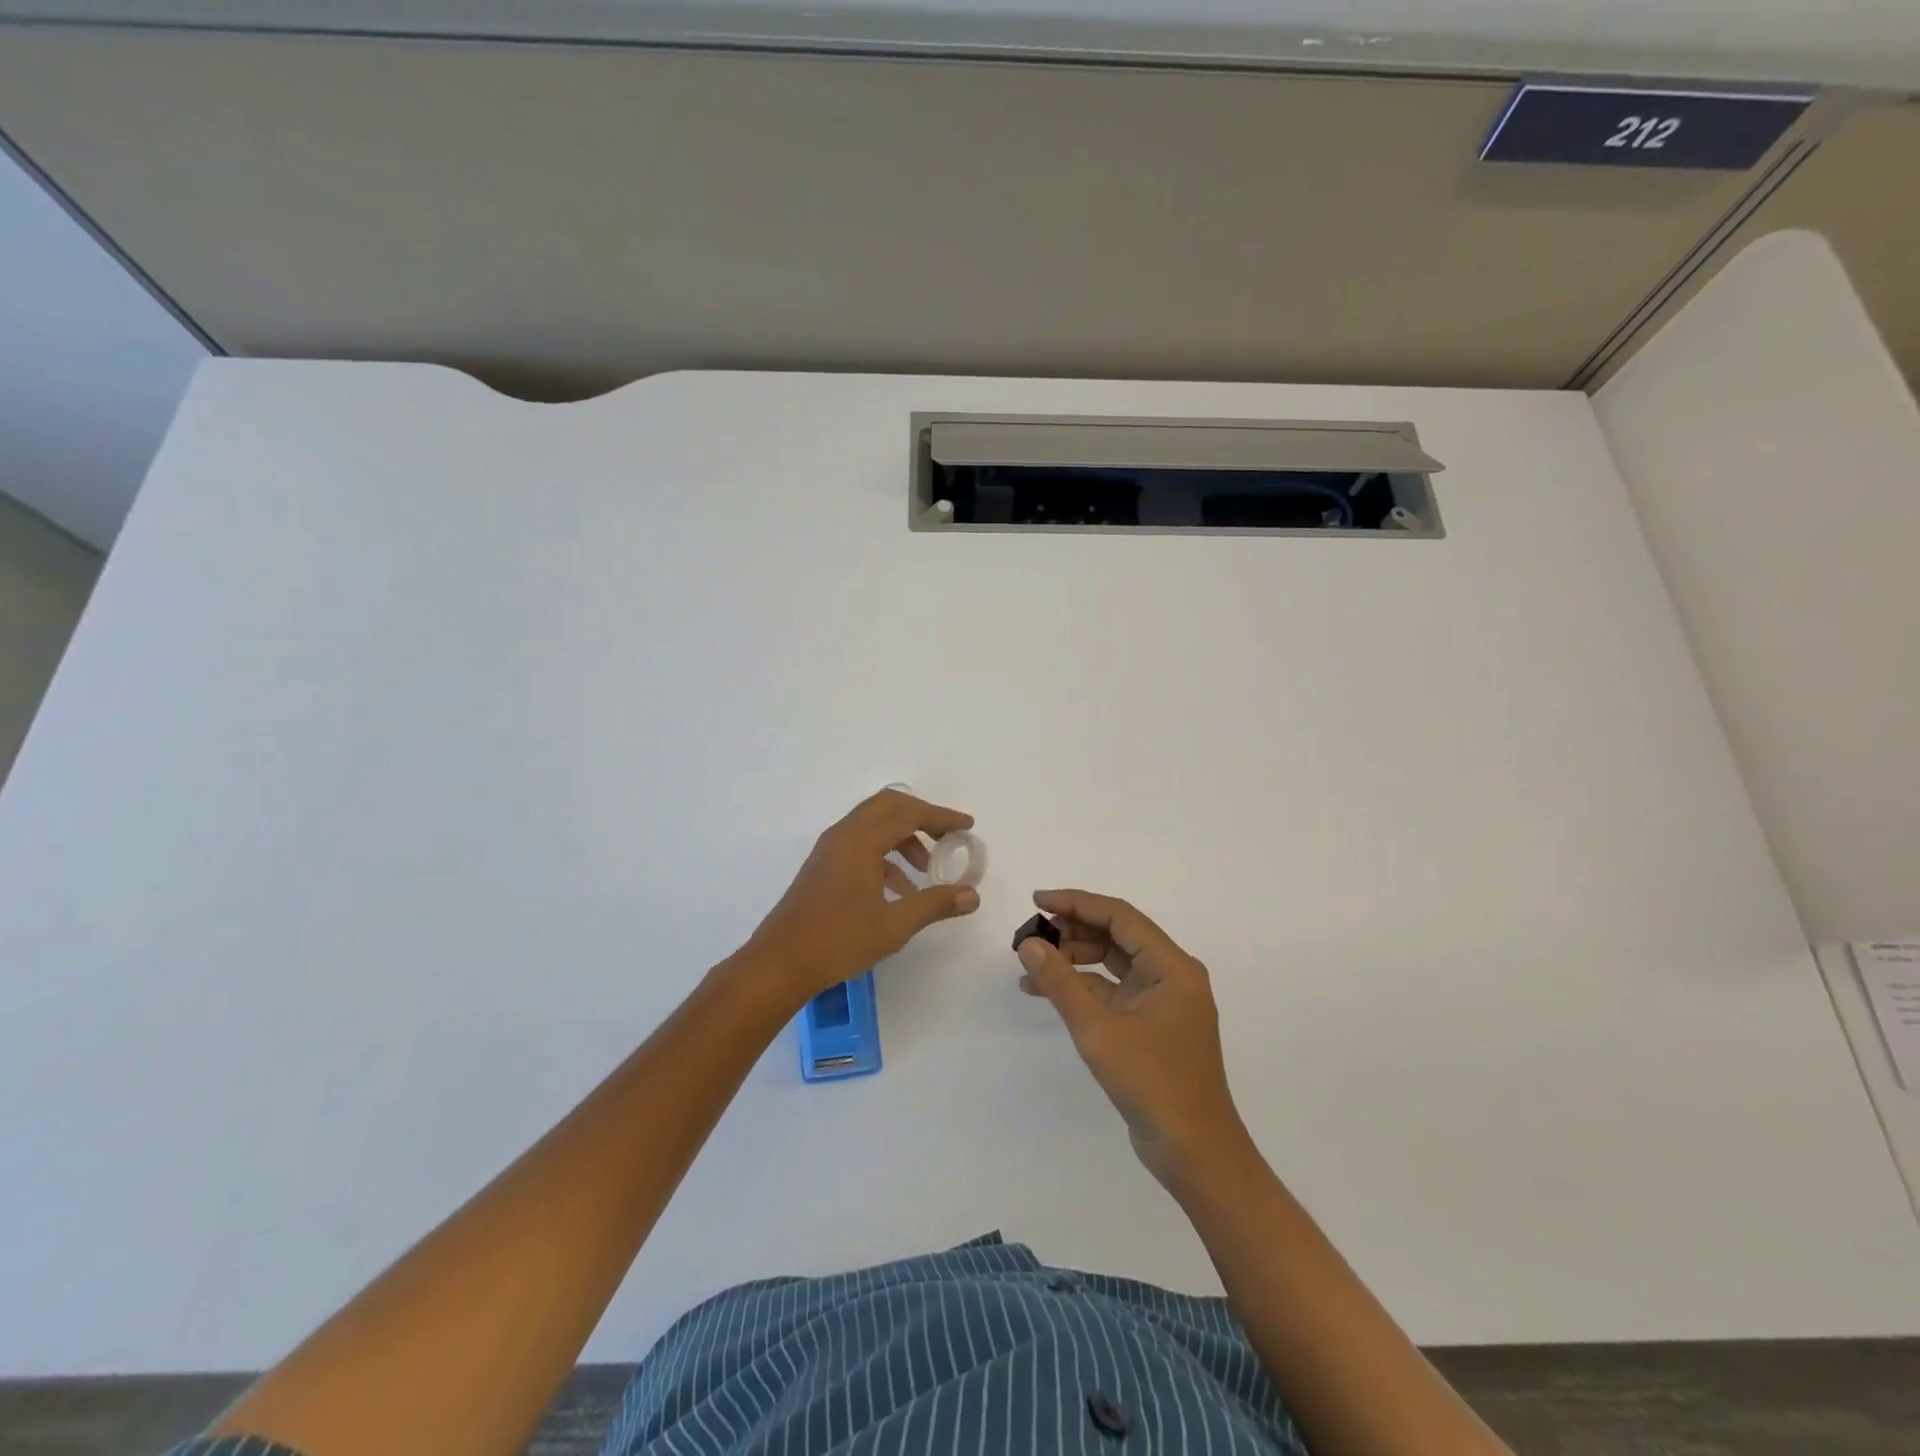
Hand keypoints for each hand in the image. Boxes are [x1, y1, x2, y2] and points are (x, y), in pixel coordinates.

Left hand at [742, 788, 980, 1006]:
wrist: (780, 963)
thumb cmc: (839, 940)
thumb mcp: (895, 925)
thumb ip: (935, 904)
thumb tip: (972, 895)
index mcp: (861, 840)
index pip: (909, 813)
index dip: (941, 817)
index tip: (967, 826)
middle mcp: (844, 835)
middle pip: (889, 806)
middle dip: (922, 817)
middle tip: (947, 837)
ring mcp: (830, 849)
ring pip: (873, 825)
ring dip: (903, 838)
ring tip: (925, 870)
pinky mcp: (823, 866)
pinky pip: (860, 844)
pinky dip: (885, 855)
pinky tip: (899, 890)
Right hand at [1018, 889, 1248, 1185]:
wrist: (1194, 1153)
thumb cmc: (1152, 1083)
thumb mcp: (1098, 1030)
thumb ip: (1060, 982)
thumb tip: (1028, 943)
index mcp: (1172, 966)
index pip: (1120, 916)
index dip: (1077, 902)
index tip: (1037, 901)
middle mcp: (1171, 974)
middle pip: (1117, 935)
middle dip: (1073, 930)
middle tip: (1031, 935)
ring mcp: (1162, 1000)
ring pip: (1113, 962)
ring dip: (1074, 958)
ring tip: (1032, 963)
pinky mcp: (1151, 1023)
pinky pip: (1113, 990)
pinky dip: (1082, 987)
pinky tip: (1046, 990)